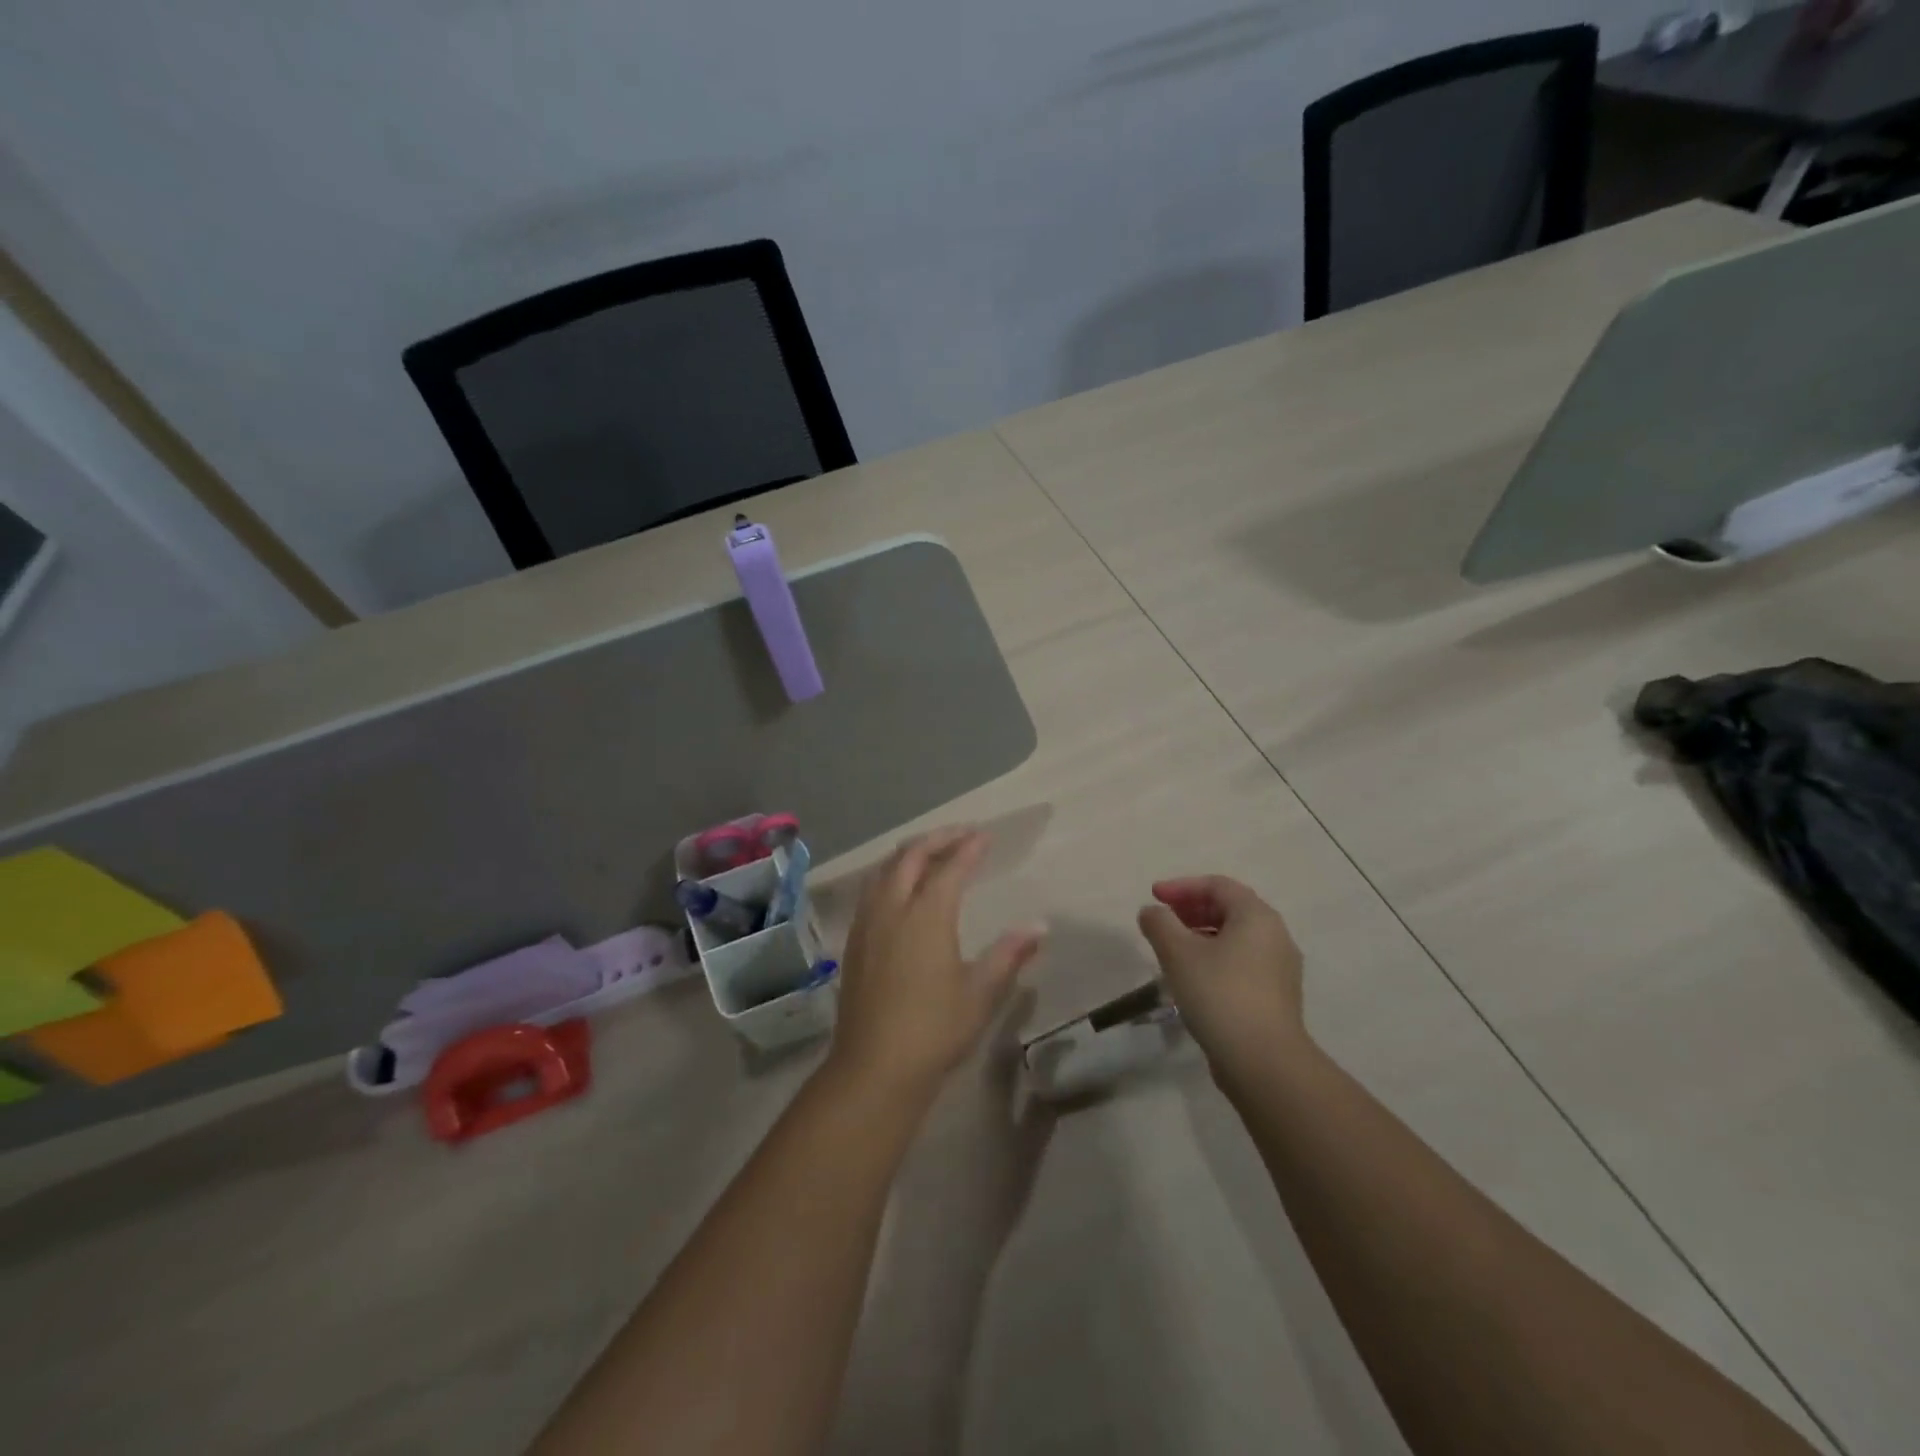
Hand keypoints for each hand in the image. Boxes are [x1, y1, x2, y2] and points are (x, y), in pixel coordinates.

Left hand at [827, 827, 1046, 1105]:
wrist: (874, 1067)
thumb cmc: (934, 1029)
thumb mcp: (980, 994)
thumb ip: (1008, 954)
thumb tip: (1039, 927)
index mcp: (927, 916)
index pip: (950, 868)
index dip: (968, 848)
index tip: (985, 836)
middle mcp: (893, 909)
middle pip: (911, 857)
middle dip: (937, 839)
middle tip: (961, 835)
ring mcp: (868, 924)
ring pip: (885, 870)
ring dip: (910, 853)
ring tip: (931, 852)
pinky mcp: (854, 941)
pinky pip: (871, 890)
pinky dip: (891, 874)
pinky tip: (899, 888)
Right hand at [1137, 876, 1306, 1086]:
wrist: (1264, 1062)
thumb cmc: (1219, 994)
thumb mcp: (1178, 953)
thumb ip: (1160, 923)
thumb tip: (1152, 912)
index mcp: (1256, 916)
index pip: (1217, 885)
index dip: (1181, 886)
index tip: (1153, 896)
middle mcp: (1275, 936)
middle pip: (1230, 909)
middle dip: (1192, 909)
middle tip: (1163, 921)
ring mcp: (1280, 968)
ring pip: (1236, 938)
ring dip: (1201, 936)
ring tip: (1172, 950)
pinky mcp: (1277, 997)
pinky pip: (1242, 963)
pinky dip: (1215, 958)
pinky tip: (1193, 979)